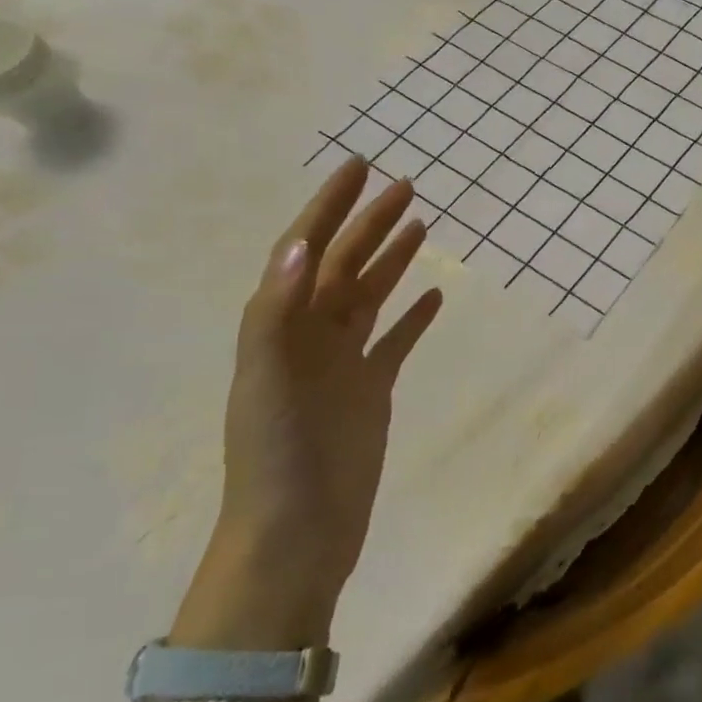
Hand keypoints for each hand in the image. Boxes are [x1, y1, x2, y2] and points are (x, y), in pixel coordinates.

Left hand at [174, 159, 441, 649]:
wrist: (296, 534)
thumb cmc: (276, 455)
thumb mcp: (266, 378)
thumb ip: (278, 311)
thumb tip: (301, 245)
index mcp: (280, 325)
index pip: (305, 250)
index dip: (329, 206)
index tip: (358, 167)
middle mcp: (310, 335)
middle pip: (343, 265)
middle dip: (370, 223)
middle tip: (406, 185)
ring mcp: (342, 363)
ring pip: (369, 296)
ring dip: (392, 260)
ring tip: (421, 225)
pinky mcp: (370, 391)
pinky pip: (394, 342)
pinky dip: (413, 317)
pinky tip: (434, 296)